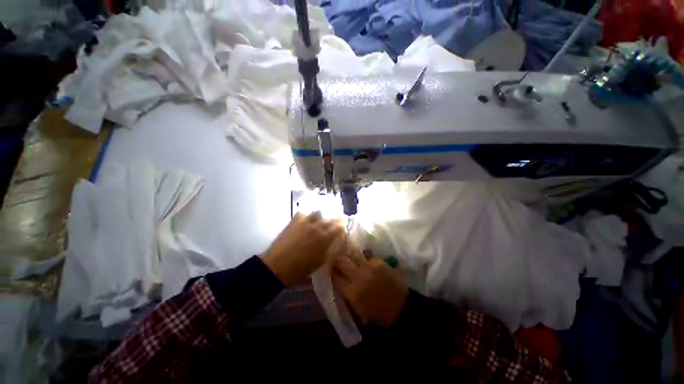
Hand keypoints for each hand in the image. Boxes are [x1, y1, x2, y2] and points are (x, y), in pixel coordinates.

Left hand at [261, 212, 344, 286]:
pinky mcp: (294, 220)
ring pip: (318, 213)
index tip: (342, 231)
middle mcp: (318, 227)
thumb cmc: (300, 269)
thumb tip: (336, 242)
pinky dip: (307, 218)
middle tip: (332, 227)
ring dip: (321, 218)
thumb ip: (330, 249)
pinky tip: (305, 224)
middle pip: (331, 219)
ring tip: (317, 225)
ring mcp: (305, 222)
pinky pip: (304, 214)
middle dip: (335, 222)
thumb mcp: (320, 261)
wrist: (276, 267)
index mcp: (325, 238)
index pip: (340, 227)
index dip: (343, 228)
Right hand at [332, 251, 408, 326]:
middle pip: (341, 261)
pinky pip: (365, 256)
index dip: (330, 272)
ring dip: (348, 256)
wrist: (402, 307)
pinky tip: (362, 261)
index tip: (329, 269)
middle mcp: (359, 276)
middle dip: (336, 260)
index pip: (335, 276)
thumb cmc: (378, 313)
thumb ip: (345, 294)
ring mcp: (370, 266)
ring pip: (352, 254)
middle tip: (335, 260)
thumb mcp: (358, 309)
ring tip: (347, 257)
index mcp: (353, 293)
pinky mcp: (379, 261)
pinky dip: (362, 258)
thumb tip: (336, 281)